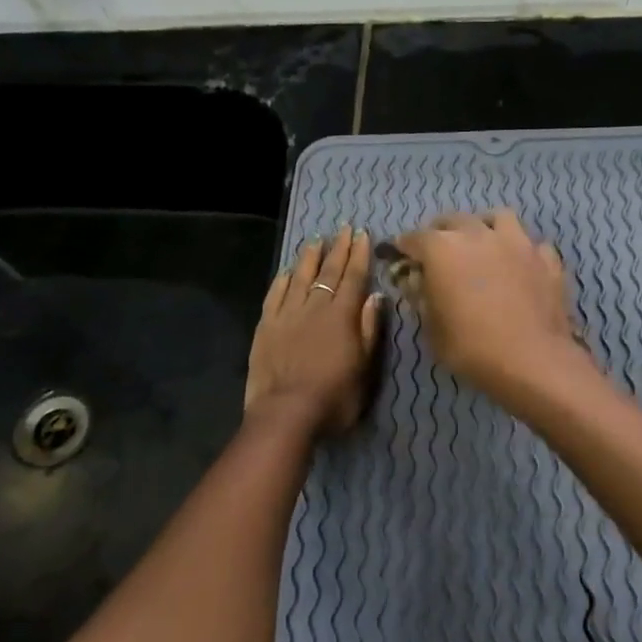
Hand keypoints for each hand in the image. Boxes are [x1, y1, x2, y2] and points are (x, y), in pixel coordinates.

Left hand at [245, 226, 381, 434]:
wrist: (286, 413)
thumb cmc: (335, 396)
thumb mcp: (365, 367)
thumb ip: (369, 329)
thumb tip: (375, 296)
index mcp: (342, 315)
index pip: (353, 277)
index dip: (359, 254)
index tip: (362, 234)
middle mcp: (314, 307)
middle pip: (328, 272)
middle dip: (338, 248)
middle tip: (344, 228)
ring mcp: (287, 314)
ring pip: (299, 277)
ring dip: (309, 257)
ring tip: (316, 240)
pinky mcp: (266, 327)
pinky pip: (275, 295)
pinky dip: (282, 280)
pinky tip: (285, 271)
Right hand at [392, 210, 593, 404]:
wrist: (532, 361)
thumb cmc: (471, 348)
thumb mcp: (432, 330)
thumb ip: (422, 298)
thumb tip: (418, 282)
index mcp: (443, 249)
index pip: (414, 238)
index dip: (405, 247)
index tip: (401, 256)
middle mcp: (479, 235)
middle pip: (455, 220)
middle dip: (442, 232)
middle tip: (439, 252)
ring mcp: (518, 243)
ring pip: (499, 219)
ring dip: (486, 228)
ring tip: (483, 245)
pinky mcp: (547, 259)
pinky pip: (532, 245)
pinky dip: (522, 252)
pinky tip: (520, 267)